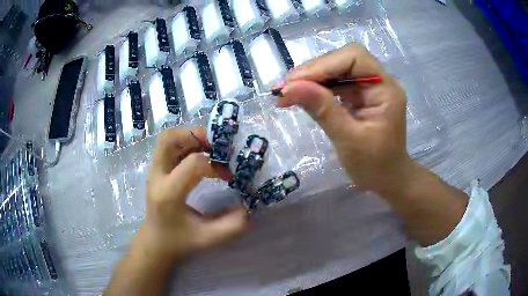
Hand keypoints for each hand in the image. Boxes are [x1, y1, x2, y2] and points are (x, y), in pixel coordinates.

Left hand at [133, 129, 247, 264]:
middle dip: (196, 136)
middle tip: (216, 146)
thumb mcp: (208, 238)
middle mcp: (157, 177)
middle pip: (170, 139)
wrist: (155, 242)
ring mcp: (153, 171)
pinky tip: (199, 156)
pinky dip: (186, 144)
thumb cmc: (179, 241)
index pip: (193, 163)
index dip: (216, 166)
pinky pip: (168, 147)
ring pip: (168, 139)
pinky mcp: (156, 170)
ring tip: (209, 149)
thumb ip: (231, 226)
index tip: (229, 177)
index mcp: (169, 194)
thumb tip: (249, 207)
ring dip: (190, 138)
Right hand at [278, 43, 411, 197]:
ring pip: (337, 69)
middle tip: (285, 87)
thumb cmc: (374, 165)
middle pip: (344, 60)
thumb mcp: (348, 139)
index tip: (294, 81)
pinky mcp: (360, 95)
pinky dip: (317, 87)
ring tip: (288, 91)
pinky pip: (336, 82)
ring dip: (311, 78)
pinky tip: (301, 95)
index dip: (323, 65)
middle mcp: (380, 81)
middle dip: (314, 71)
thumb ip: (321, 109)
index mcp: (386, 89)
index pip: (354, 58)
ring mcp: (370, 87)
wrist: (387, 179)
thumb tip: (288, 88)